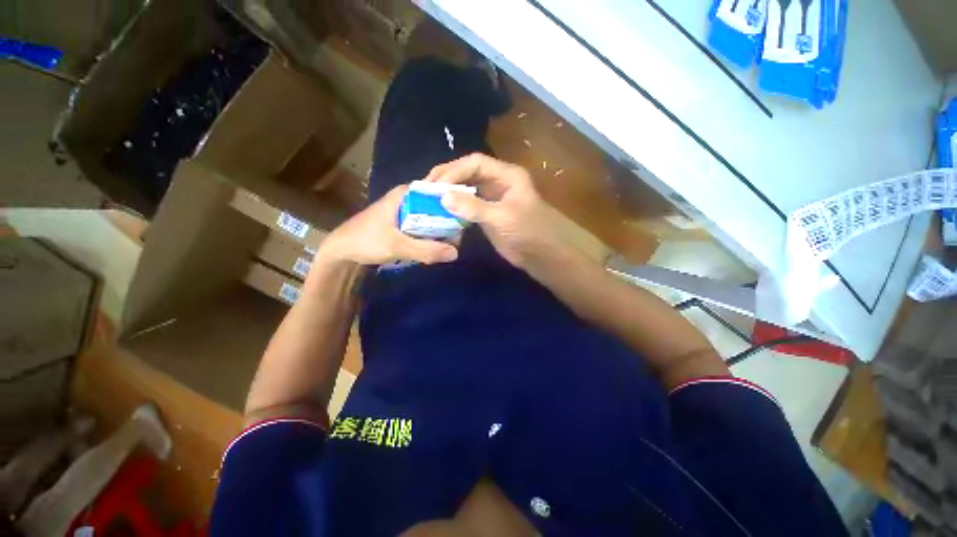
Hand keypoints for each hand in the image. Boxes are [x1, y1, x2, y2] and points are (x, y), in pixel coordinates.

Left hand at [319, 185, 458, 265]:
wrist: (341, 251)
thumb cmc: (366, 241)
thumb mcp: (397, 246)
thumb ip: (426, 250)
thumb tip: (456, 253)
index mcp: (406, 194)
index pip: (438, 190)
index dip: (453, 203)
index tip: (465, 219)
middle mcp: (408, 198)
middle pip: (437, 205)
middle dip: (448, 221)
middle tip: (458, 238)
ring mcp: (406, 210)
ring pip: (432, 217)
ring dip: (441, 230)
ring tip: (450, 244)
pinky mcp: (404, 223)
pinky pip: (424, 226)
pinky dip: (431, 235)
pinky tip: (436, 246)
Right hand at [424, 153, 570, 270]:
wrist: (543, 255)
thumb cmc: (528, 232)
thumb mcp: (501, 218)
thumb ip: (473, 207)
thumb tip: (443, 197)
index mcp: (506, 175)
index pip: (475, 163)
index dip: (453, 171)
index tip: (434, 185)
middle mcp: (499, 182)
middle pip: (469, 173)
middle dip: (448, 179)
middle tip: (426, 189)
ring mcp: (494, 198)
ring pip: (468, 188)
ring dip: (450, 193)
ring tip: (430, 199)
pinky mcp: (490, 213)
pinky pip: (469, 205)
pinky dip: (456, 207)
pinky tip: (443, 212)